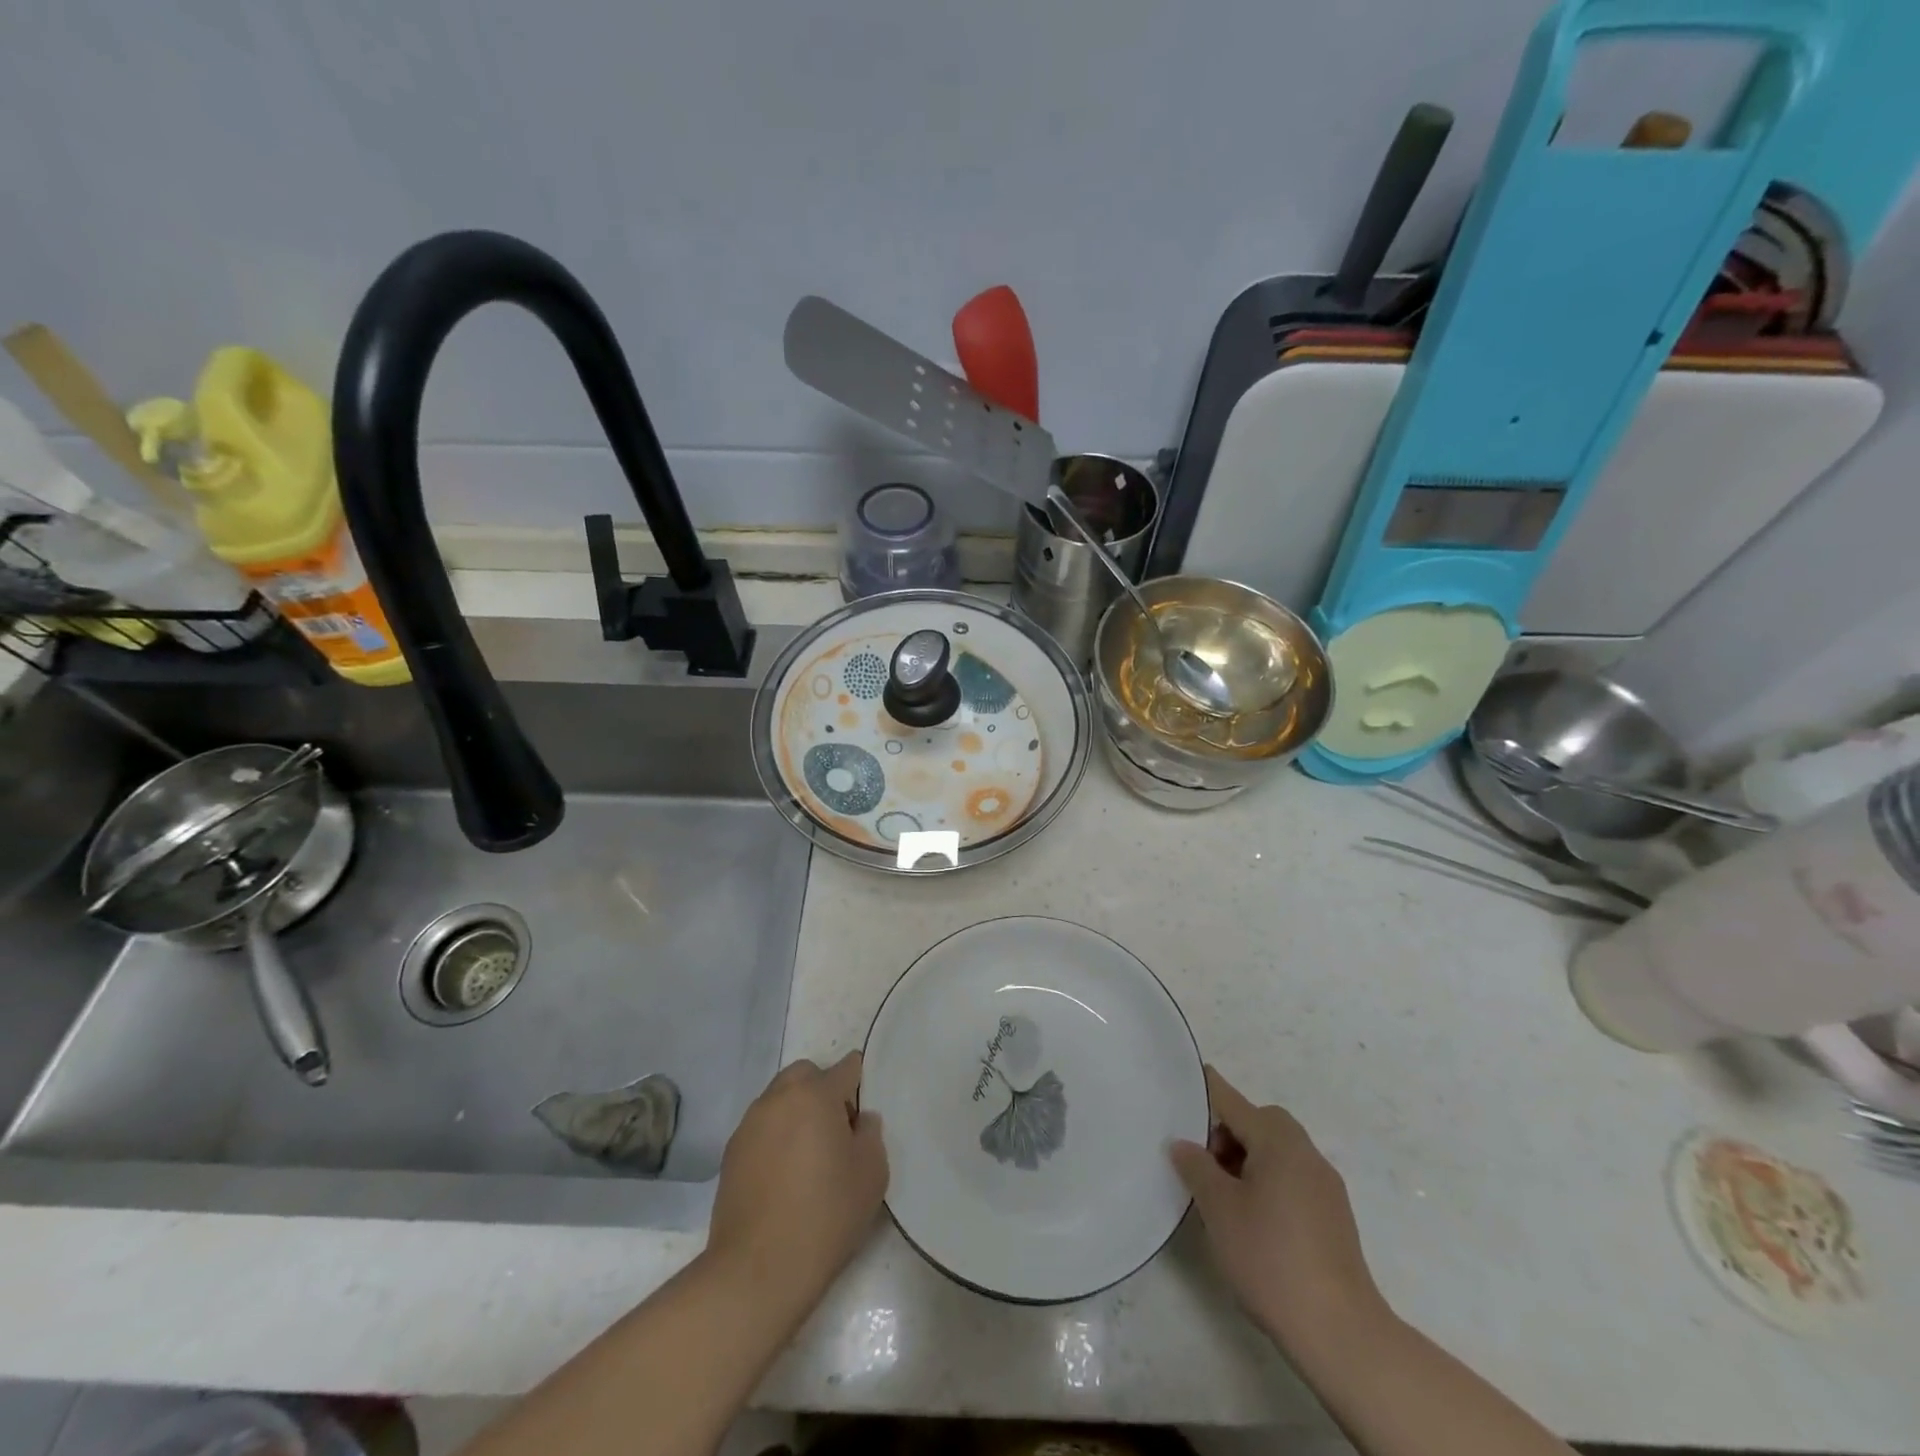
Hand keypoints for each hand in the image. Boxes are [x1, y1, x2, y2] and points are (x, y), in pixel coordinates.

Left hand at [706, 1053, 888, 1312]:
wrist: (757, 1271)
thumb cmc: (825, 1215)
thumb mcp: (871, 1174)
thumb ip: (871, 1135)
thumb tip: (860, 1120)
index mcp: (815, 1094)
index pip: (846, 1067)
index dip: (859, 1084)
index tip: (863, 1113)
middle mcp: (778, 1097)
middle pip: (806, 1075)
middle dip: (823, 1091)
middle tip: (836, 1131)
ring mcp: (749, 1124)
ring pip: (780, 1099)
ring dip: (796, 1113)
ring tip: (808, 1157)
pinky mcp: (730, 1153)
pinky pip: (761, 1128)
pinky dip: (775, 1137)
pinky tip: (783, 1176)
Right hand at [1171, 1066, 1385, 1353]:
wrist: (1339, 1332)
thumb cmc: (1270, 1258)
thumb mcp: (1219, 1209)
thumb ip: (1197, 1167)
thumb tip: (1183, 1144)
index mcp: (1279, 1142)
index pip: (1234, 1102)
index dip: (1208, 1090)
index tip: (1189, 1077)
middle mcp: (1306, 1154)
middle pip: (1261, 1123)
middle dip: (1229, 1133)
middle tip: (1205, 1164)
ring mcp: (1326, 1186)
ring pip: (1279, 1152)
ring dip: (1249, 1159)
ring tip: (1224, 1196)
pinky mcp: (1334, 1217)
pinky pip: (1293, 1178)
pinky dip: (1269, 1181)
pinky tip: (1253, 1219)